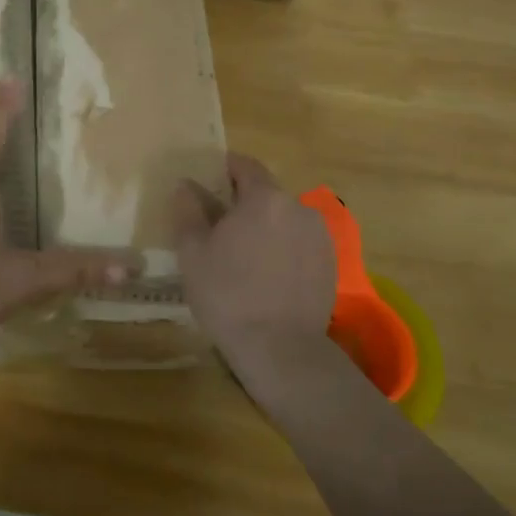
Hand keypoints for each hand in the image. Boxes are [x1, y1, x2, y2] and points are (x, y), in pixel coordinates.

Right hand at [173, 153, 336, 388]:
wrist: (281, 349)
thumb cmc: (228, 295)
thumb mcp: (192, 252)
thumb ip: (188, 211)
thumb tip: (185, 185)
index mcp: (265, 198)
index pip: (245, 165)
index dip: (224, 167)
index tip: (207, 179)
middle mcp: (299, 208)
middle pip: (266, 193)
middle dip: (243, 202)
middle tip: (217, 224)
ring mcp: (320, 237)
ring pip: (284, 219)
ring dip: (264, 226)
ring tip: (242, 253)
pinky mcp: (330, 264)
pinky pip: (300, 243)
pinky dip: (282, 248)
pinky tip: (266, 274)